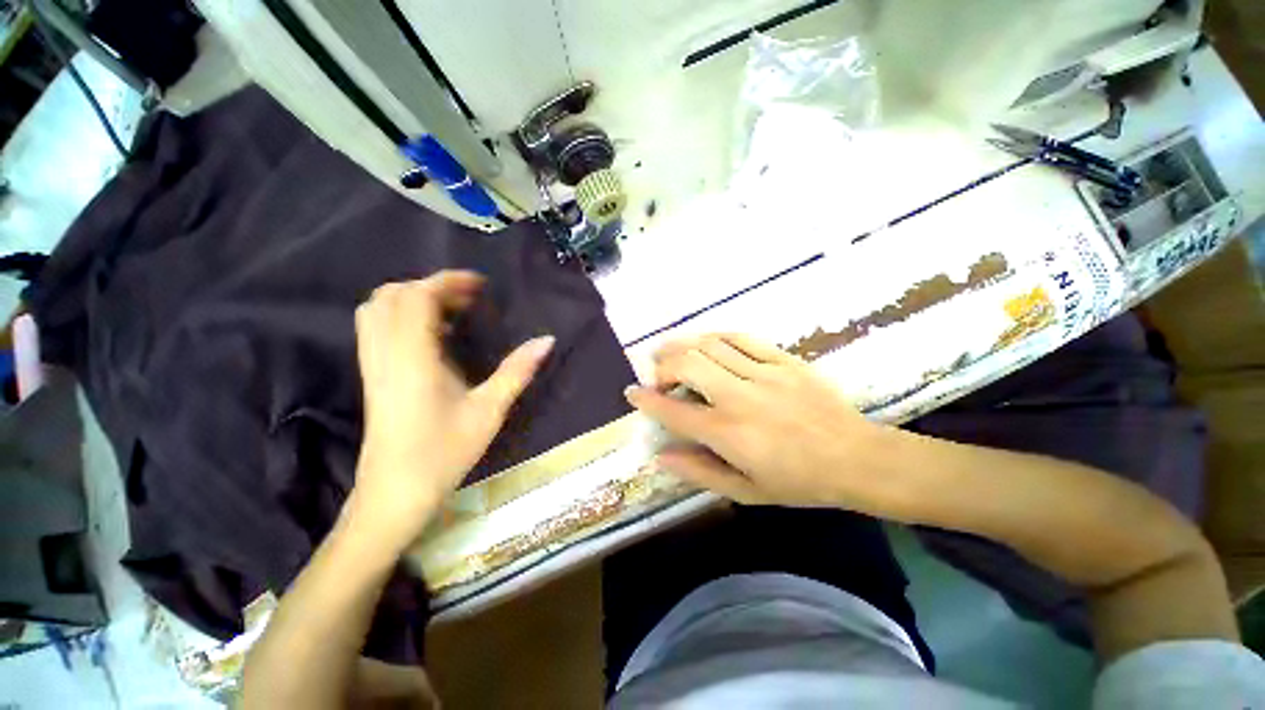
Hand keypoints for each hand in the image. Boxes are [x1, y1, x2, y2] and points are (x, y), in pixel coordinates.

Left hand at [347, 271, 553, 548]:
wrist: (395, 492)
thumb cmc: (444, 451)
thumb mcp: (489, 410)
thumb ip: (517, 370)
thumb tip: (547, 340)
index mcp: (413, 357)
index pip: (417, 297)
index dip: (448, 281)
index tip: (480, 284)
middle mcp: (385, 353)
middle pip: (391, 296)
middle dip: (431, 286)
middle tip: (469, 298)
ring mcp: (373, 364)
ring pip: (378, 310)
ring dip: (414, 300)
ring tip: (453, 312)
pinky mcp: (372, 376)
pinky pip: (379, 329)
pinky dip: (404, 318)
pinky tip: (436, 337)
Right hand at [626, 333, 910, 513]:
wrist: (856, 458)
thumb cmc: (798, 482)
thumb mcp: (745, 491)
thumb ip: (699, 472)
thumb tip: (661, 454)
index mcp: (729, 433)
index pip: (674, 412)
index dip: (646, 400)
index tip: (632, 392)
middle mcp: (740, 398)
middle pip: (688, 365)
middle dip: (662, 366)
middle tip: (656, 374)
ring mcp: (764, 373)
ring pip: (710, 345)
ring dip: (683, 346)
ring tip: (669, 350)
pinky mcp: (784, 360)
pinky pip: (742, 338)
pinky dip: (716, 336)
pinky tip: (706, 341)